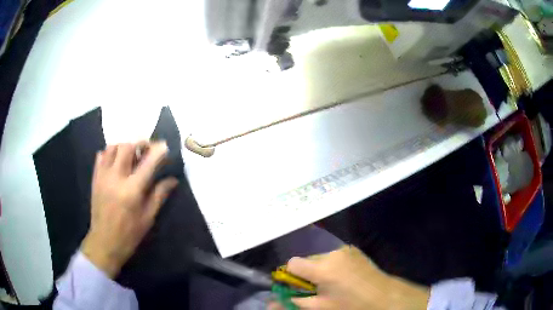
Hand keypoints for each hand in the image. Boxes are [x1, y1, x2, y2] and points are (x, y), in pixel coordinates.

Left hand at [81, 142, 178, 277]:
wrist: (104, 242)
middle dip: (139, 143)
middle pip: (127, 147)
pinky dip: (109, 152)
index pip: (148, 163)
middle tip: (147, 148)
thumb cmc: (129, 234)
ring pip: (112, 147)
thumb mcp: (148, 217)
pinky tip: (115, 161)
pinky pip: (101, 155)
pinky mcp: (95, 178)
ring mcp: (103, 176)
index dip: (158, 151)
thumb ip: (159, 195)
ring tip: (131, 154)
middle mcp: (116, 178)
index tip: (164, 145)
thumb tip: (173, 180)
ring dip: (124, 146)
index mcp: (132, 190)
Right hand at [283, 246, 429, 309]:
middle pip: (306, 259)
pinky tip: (342, 276)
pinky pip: (332, 256)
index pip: (292, 263)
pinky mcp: (352, 249)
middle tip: (317, 289)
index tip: (298, 288)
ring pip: (319, 257)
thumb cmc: (351, 305)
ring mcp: (344, 249)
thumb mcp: (321, 307)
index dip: (291, 276)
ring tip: (331, 283)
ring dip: (319, 269)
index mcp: (323, 268)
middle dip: (306, 274)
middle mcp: (332, 253)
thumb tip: (271, 303)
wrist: (384, 296)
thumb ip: (295, 302)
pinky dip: (331, 265)